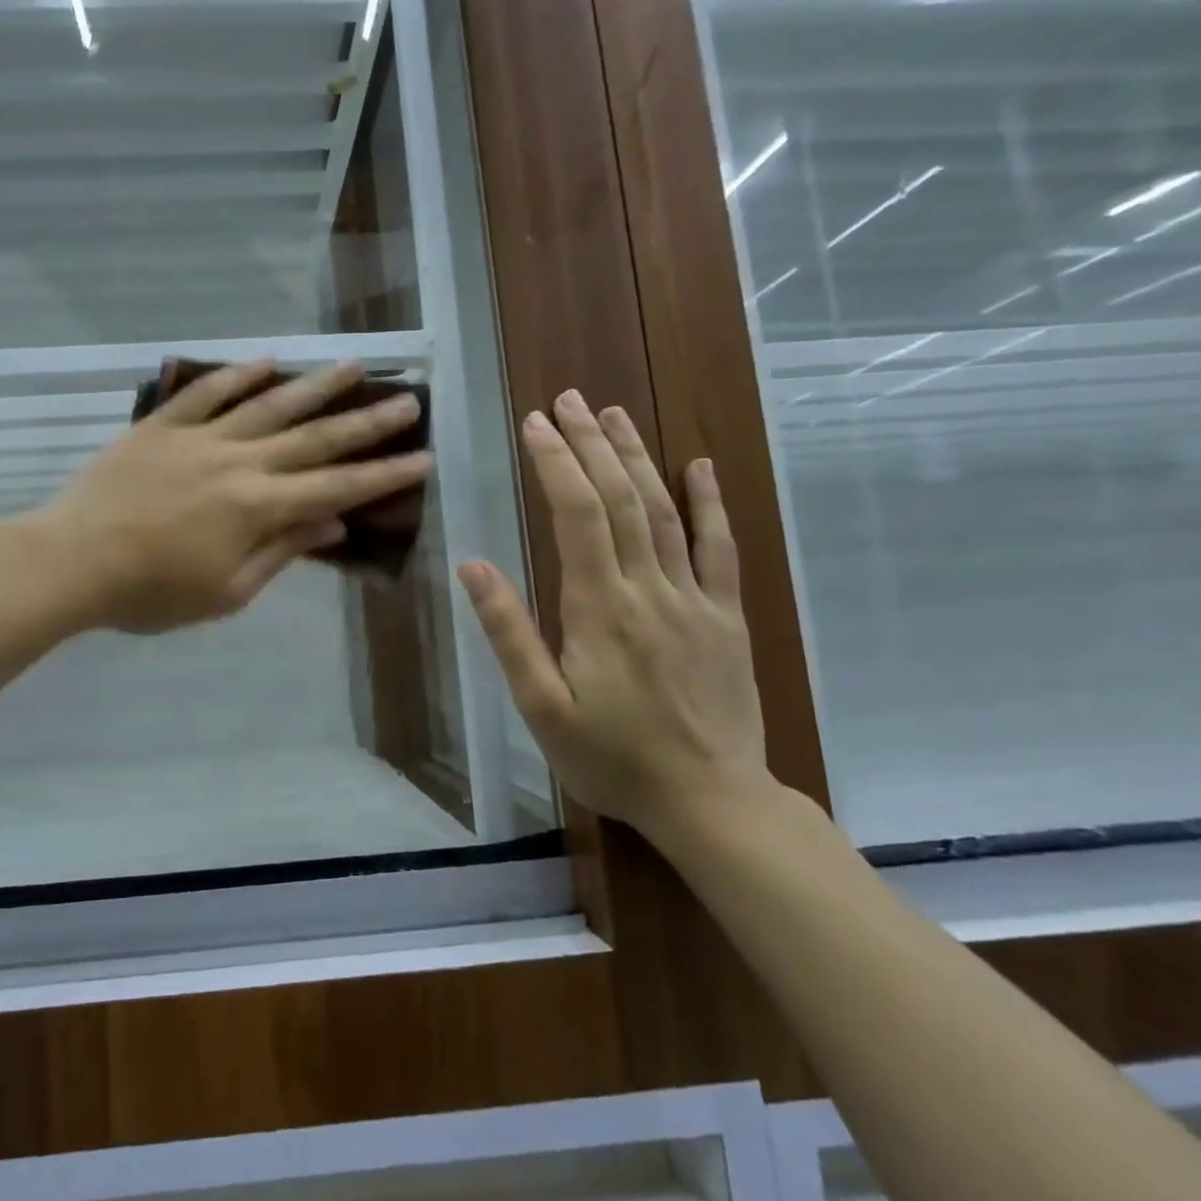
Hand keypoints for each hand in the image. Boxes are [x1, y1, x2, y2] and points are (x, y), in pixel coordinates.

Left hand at [35, 361, 432, 633]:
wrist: (72, 560)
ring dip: (314, 385)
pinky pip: (205, 392)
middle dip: (367, 422)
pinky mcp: (162, 426)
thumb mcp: (226, 591)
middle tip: (407, 401)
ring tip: (354, 366)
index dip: (384, 474)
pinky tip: (267, 360)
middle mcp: (240, 461)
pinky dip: (238, 374)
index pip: (337, 487)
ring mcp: (199, 437)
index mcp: (258, 506)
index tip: (424, 457)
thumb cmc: (151, 592)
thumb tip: (333, 523)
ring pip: (268, 404)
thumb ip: (281, 551)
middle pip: (314, 437)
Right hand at [457, 394, 767, 843]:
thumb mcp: (541, 707)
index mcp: (600, 607)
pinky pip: (720, 548)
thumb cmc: (612, 758)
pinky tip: (700, 466)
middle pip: (619, 498)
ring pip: (664, 510)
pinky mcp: (726, 615)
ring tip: (615, 414)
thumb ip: (510, 633)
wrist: (711, 801)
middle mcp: (649, 587)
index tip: (535, 423)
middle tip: (569, 400)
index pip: (576, 514)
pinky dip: (710, 502)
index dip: (556, 462)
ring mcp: (695, 598)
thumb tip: (474, 565)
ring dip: (637, 457)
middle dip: (591, 443)